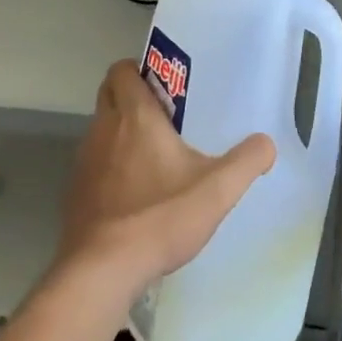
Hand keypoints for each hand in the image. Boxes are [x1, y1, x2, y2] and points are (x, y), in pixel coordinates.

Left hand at [57, 60, 276, 296]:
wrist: (103, 270)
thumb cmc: (161, 217)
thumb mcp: (218, 189)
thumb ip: (248, 160)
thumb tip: (266, 144)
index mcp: (135, 117)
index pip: (122, 70)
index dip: (139, 70)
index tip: (166, 85)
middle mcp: (102, 130)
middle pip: (108, 94)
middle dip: (131, 96)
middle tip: (166, 116)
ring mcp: (83, 162)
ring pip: (100, 130)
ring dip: (121, 133)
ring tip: (154, 156)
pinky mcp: (75, 193)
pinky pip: (93, 164)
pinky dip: (110, 166)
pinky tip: (136, 193)